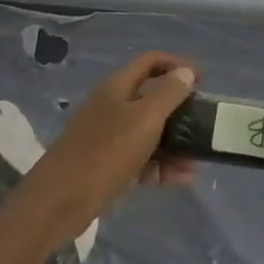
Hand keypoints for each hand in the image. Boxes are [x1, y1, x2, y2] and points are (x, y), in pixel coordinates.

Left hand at [26, 53, 196, 237]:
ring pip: (148, 132)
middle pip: (151, 98)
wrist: (60, 200)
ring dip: (174, 144)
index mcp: (118, 86)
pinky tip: (179, 180)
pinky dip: (159, 166)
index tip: (203, 81)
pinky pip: (140, 158)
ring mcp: (107, 136)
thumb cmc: (106, 151)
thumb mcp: (145, 119)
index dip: (177, 66)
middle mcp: (112, 106)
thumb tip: (186, 72)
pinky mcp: (106, 164)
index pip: (151, 62)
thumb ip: (168, 94)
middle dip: (179, 111)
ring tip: (196, 163)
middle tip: (203, 126)